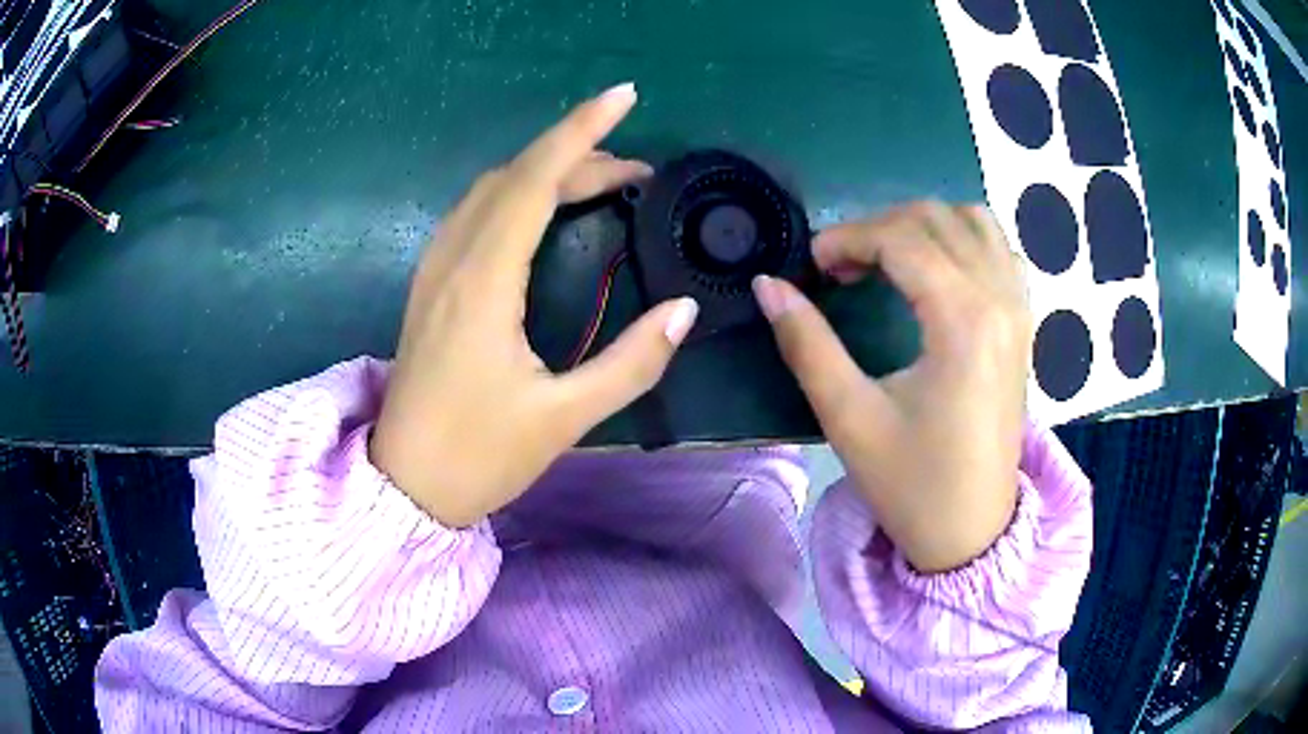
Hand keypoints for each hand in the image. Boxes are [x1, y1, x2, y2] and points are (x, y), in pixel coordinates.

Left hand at [370, 84, 699, 527]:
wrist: (406, 485)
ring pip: (490, 190)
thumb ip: (630, 362)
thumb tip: (683, 311)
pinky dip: (516, 193)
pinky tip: (542, 211)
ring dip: (545, 172)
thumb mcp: (564, 418)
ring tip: (599, 181)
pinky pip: (475, 213)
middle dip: (576, 155)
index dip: (579, 131)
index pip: (533, 181)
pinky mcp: (430, 285)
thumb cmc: (479, 456)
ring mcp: (433, 270)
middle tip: (635, 172)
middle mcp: (452, 261)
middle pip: (514, 177)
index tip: (622, 95)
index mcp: (482, 284)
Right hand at [753, 203, 1030, 572]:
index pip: (902, 238)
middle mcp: (1000, 299)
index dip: (847, 237)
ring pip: (973, 222)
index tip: (812, 265)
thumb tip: (768, 285)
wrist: (972, 532)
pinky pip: (998, 250)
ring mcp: (1019, 309)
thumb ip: (807, 344)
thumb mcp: (850, 419)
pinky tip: (936, 270)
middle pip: (936, 218)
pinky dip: (962, 240)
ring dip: (924, 225)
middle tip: (841, 267)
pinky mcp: (1023, 324)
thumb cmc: (913, 484)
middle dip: (879, 226)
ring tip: (887, 260)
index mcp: (963, 321)